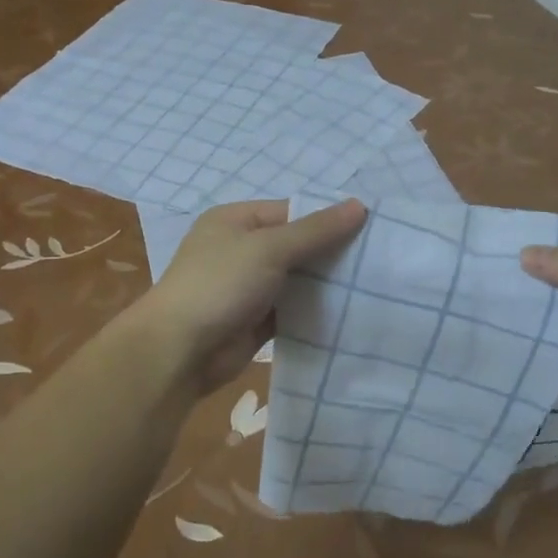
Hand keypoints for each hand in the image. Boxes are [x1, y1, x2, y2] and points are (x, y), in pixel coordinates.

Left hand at [133, 198, 367, 397]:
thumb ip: (316, 230)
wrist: (180, 351)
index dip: (327, 220)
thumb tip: (359, 206)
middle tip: (377, 261)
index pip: (291, 212)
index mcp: (236, 220)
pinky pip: (291, 310)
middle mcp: (240, 249)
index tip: (370, 231)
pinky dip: (313, 312)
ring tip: (373, 286)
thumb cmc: (220, 284)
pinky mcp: (255, 321)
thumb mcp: (269, 248)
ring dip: (325, 285)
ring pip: (295, 279)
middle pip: (295, 245)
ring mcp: (247, 287)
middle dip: (330, 254)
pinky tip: (348, 314)